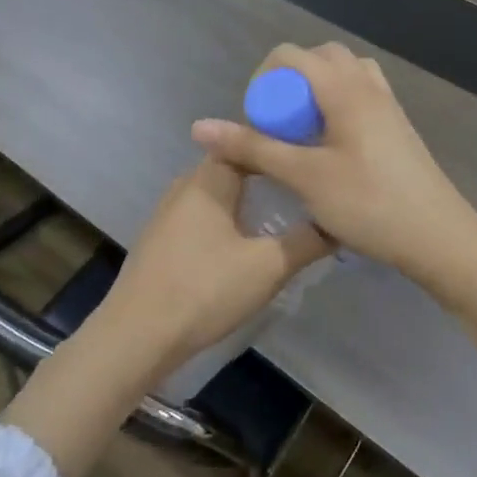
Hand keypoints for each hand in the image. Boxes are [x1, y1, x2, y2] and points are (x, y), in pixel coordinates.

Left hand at [93, 156, 332, 380]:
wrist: (137, 336)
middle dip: (270, 171)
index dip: (281, 141)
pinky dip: (230, 218)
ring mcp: (169, 213)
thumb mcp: (268, 267)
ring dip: (250, 197)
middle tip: (308, 182)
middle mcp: (186, 185)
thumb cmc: (204, 290)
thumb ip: (308, 241)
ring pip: (219, 192)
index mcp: (209, 179)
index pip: (248, 140)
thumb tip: (339, 222)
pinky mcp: (163, 240)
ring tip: (287, 209)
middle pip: (234, 165)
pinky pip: (205, 215)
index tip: (313, 149)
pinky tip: (248, 239)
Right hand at [190, 42, 476, 296]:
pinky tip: (331, 150)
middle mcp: (368, 85)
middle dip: (288, 85)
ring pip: (344, 77)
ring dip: (315, 95)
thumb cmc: (368, 203)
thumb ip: (253, 148)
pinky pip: (360, 98)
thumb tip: (199, 126)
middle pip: (319, 59)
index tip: (256, 123)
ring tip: (303, 135)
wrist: (438, 236)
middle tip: (278, 126)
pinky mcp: (398, 127)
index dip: (262, 81)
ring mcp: (388, 105)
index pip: (290, 55)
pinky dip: (337, 108)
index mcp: (345, 88)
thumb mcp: (304, 176)